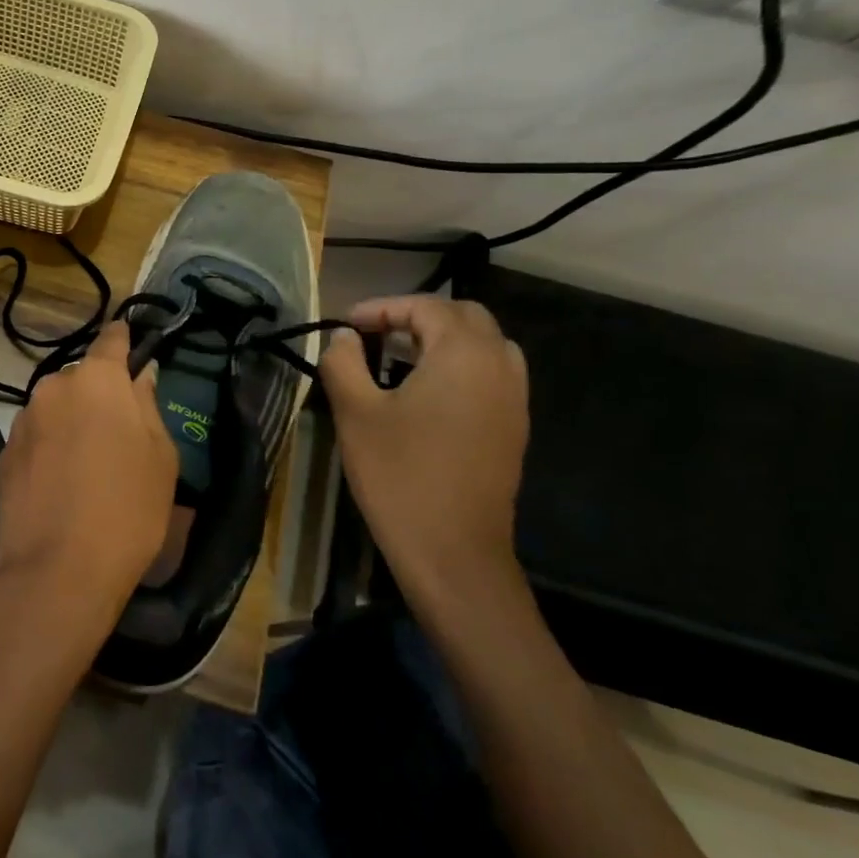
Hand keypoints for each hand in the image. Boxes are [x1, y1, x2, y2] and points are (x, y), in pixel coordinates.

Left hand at [0, 321, 177, 644]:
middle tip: (119, 429)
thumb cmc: (128, 509)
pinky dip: (50, 447)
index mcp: (97, 379)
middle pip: (82, 378)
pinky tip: (61, 483)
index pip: (111, 339)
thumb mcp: (160, 457)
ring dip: (72, 421)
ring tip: (88, 463)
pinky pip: (36, 436)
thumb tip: (138, 378)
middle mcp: (53, 388)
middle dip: (99, 393)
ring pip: (56, 408)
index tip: (132, 343)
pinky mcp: (4, 453)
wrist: (58, 571)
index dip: (124, 339)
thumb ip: (148, 406)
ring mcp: (23, 420)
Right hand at [317, 296, 529, 609]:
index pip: (426, 306)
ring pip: (484, 345)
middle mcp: (499, 366)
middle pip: (464, 317)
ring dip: (443, 340)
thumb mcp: (356, 413)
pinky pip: (492, 375)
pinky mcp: (514, 427)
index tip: (346, 325)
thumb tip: (345, 338)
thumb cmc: (399, 475)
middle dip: (417, 316)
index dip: (382, 307)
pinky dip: (460, 366)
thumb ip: (344, 362)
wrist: (453, 551)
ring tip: (400, 358)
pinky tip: (426, 393)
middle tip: (375, 335)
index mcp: (464, 354)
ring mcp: (514, 398)